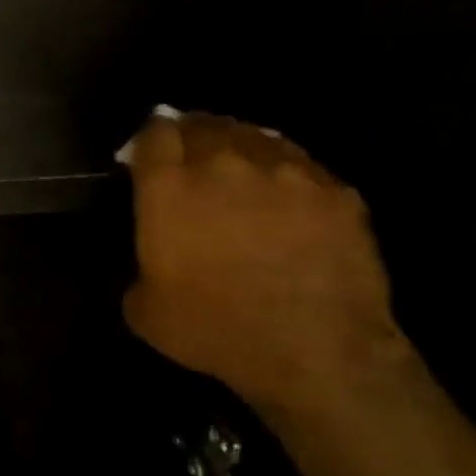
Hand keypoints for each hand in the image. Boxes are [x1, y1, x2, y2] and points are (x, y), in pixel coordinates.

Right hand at [122, 112, 401, 416]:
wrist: (316, 350)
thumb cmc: (215, 329)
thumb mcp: (144, 309)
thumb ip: (140, 267)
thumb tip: (153, 261)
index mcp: (170, 187)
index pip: (154, 132)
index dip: (150, 139)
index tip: (149, 155)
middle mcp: (224, 163)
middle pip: (204, 124)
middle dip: (193, 136)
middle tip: (192, 160)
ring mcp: (286, 170)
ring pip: (255, 136)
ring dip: (240, 149)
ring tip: (242, 172)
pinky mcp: (335, 189)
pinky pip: (302, 167)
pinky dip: (287, 176)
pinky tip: (288, 200)